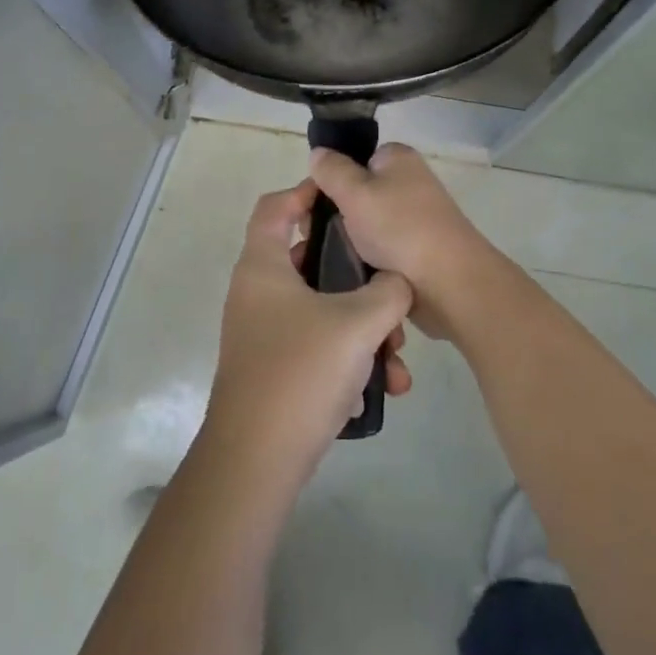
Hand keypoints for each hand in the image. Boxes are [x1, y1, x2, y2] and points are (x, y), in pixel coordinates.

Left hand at [203, 180, 413, 486]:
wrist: (257, 462)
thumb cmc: (301, 372)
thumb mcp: (358, 322)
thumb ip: (388, 291)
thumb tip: (397, 283)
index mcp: (263, 267)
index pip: (275, 207)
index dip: (307, 193)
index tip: (346, 199)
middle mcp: (258, 293)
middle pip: (310, 261)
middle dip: (358, 277)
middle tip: (391, 288)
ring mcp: (265, 333)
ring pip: (323, 309)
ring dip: (364, 326)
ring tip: (398, 354)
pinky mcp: (277, 369)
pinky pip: (320, 346)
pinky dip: (351, 357)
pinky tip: (385, 386)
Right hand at [308, 144, 499, 341]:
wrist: (450, 285)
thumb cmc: (400, 230)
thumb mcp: (356, 192)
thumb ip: (332, 170)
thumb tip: (318, 153)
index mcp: (397, 159)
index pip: (350, 160)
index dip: (326, 181)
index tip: (306, 208)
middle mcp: (407, 183)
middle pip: (353, 193)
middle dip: (328, 215)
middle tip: (310, 238)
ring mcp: (412, 218)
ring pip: (361, 224)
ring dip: (342, 241)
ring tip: (320, 260)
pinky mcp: (413, 250)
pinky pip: (376, 249)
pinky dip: (360, 259)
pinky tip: (343, 274)